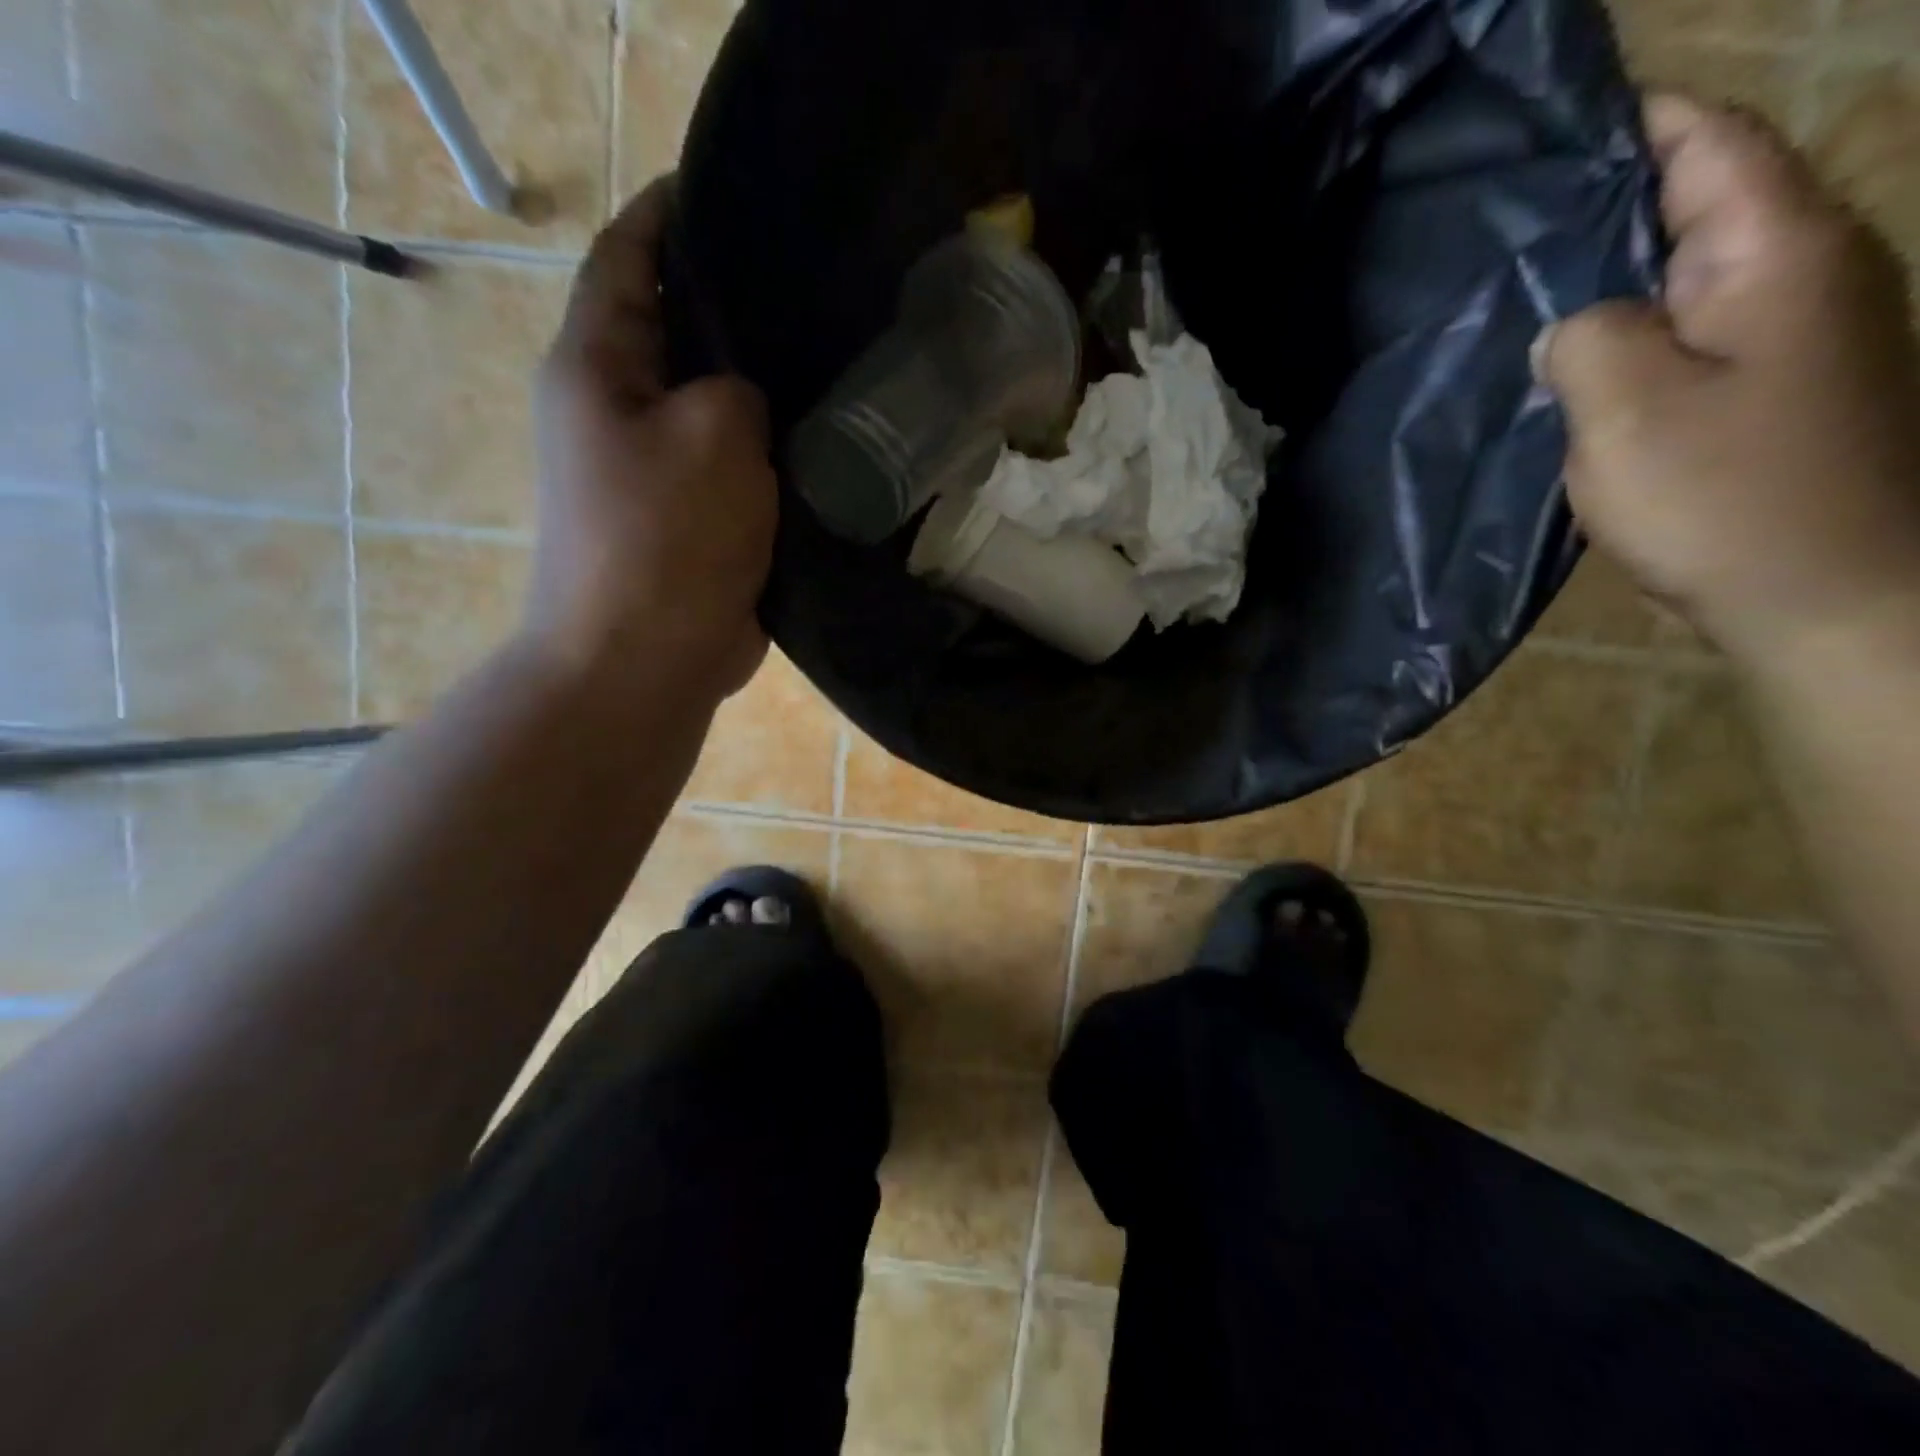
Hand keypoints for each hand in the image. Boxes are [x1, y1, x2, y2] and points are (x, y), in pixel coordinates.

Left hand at [526, 175, 776, 703]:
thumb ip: (738, 386)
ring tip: (828, 355)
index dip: (674, 213)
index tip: (737, 190)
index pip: (629, 257)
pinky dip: (766, 451)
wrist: (645, 659)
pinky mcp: (688, 519)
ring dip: (757, 387)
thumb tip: (750, 392)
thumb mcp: (715, 434)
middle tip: (812, 283)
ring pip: (711, 405)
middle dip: (732, 305)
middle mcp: (614, 408)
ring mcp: (651, 470)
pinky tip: (819, 436)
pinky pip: (731, 465)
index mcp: (596, 366)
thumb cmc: (666, 539)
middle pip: (674, 331)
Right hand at [1535, 95, 1919, 666]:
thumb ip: (1585, 340)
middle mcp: (1801, 274)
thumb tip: (1570, 325)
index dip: (1642, 121)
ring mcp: (1793, 335)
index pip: (1712, 145)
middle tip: (1511, 220)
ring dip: (1614, 275)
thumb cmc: (1727, 497)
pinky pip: (1688, 335)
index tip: (1564, 121)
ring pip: (1688, 276)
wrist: (1827, 595)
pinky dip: (1630, 333)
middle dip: (1611, 202)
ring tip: (1525, 287)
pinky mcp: (1770, 391)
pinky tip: (1572, 361)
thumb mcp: (1628, 412)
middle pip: (1701, 204)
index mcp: (1778, 255)